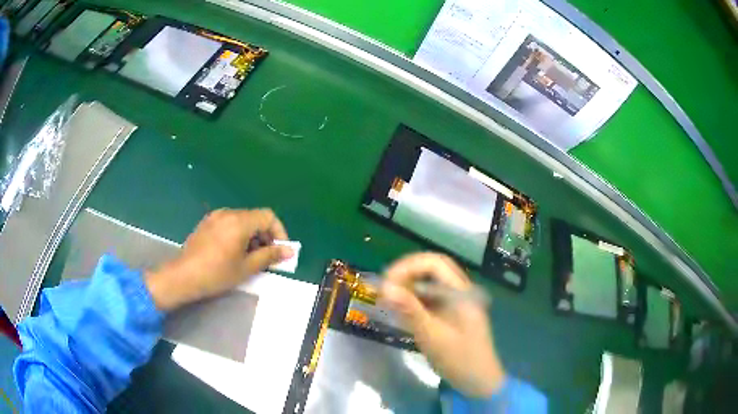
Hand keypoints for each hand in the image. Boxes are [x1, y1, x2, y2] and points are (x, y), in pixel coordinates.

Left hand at [145, 208, 293, 310]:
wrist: (183, 276)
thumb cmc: (217, 274)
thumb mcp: (247, 268)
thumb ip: (270, 256)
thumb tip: (290, 251)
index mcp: (239, 221)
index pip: (268, 217)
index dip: (279, 232)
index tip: (280, 251)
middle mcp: (228, 213)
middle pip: (255, 218)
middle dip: (266, 236)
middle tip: (267, 258)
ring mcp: (215, 217)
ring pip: (242, 221)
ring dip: (252, 236)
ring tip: (250, 258)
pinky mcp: (207, 223)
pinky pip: (229, 223)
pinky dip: (239, 234)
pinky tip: (233, 253)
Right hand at [381, 253, 504, 397]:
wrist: (479, 381)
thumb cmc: (460, 360)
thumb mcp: (432, 336)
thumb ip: (410, 311)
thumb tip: (385, 287)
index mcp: (462, 292)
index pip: (434, 263)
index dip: (408, 266)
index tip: (386, 282)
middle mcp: (461, 291)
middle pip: (431, 269)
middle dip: (405, 275)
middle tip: (384, 291)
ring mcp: (456, 302)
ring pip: (429, 283)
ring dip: (407, 288)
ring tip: (387, 302)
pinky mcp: (450, 312)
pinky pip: (429, 298)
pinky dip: (413, 301)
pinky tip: (400, 312)